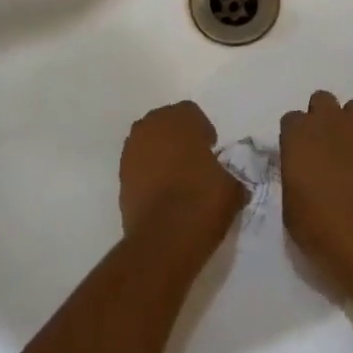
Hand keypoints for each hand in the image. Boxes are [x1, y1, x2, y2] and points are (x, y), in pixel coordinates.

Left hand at [119, 101, 245, 245]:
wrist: (163, 240)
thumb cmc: (201, 201)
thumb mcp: (233, 185)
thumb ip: (231, 171)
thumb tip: (230, 177)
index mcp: (180, 118)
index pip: (192, 113)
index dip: (203, 132)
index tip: (211, 152)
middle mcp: (152, 126)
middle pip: (166, 124)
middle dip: (179, 138)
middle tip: (194, 163)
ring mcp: (132, 150)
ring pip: (149, 142)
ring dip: (161, 154)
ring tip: (176, 179)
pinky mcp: (120, 177)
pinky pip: (139, 165)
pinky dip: (148, 173)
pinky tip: (161, 194)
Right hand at [279, 91, 352, 285]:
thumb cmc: (318, 224)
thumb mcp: (290, 205)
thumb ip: (294, 177)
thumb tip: (303, 175)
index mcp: (298, 134)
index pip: (291, 119)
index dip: (293, 136)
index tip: (296, 156)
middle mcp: (328, 123)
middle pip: (322, 100)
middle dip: (320, 116)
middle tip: (320, 146)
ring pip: (352, 109)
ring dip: (347, 124)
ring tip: (346, 151)